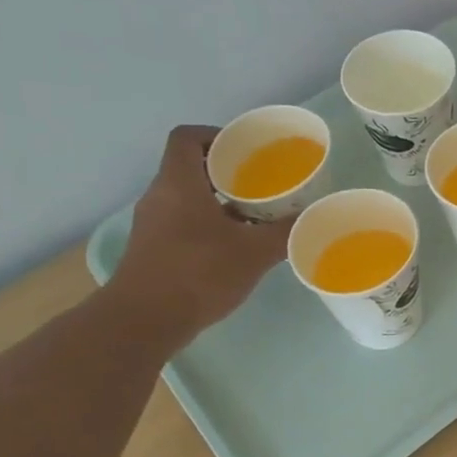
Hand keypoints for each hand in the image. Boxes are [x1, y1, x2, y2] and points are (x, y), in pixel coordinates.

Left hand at [109, 126, 292, 346]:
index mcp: (179, 183)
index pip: (188, 137)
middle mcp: (159, 196)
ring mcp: (152, 224)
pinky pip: (183, 223)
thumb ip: (285, 232)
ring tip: (255, 218)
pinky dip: (208, 226)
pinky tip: (235, 248)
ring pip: (188, 199)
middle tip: (262, 187)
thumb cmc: (199, 273)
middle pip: (191, 168)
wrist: (145, 320)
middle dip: (227, 174)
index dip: (216, 136)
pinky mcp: (152, 250)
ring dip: (219, 203)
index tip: (246, 151)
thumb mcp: (254, 252)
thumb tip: (311, 217)